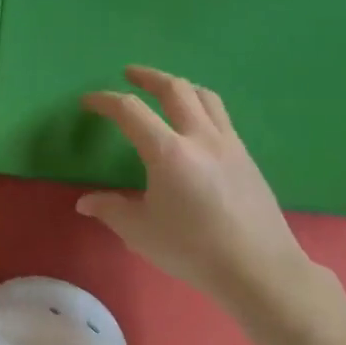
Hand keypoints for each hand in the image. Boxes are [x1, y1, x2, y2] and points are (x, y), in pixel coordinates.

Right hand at [76, 67, 309, 307]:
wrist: (260, 269)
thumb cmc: (193, 249)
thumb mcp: (140, 231)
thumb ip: (110, 210)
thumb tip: (86, 202)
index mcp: (168, 152)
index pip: (130, 111)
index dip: (105, 101)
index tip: (88, 102)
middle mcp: (200, 137)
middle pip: (174, 89)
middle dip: (148, 77)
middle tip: (129, 75)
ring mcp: (229, 144)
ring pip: (204, 97)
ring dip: (179, 86)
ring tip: (165, 91)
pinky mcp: (246, 158)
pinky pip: (220, 117)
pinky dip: (200, 107)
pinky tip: (194, 126)